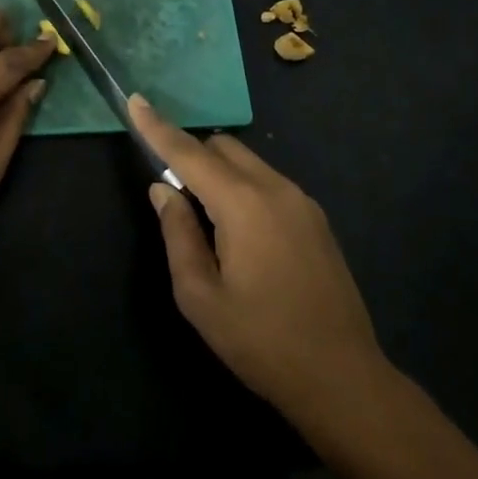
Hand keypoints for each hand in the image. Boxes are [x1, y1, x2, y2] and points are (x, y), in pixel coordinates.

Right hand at [130, 95, 387, 432]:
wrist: (342, 378)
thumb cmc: (260, 341)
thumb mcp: (200, 296)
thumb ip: (178, 233)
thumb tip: (163, 189)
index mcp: (243, 204)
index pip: (189, 152)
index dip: (158, 127)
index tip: (135, 100)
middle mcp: (275, 188)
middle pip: (222, 147)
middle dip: (190, 154)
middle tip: (173, 196)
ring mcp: (302, 201)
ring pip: (248, 162)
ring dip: (218, 173)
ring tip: (207, 223)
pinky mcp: (316, 218)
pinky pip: (268, 182)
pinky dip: (242, 188)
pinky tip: (240, 234)